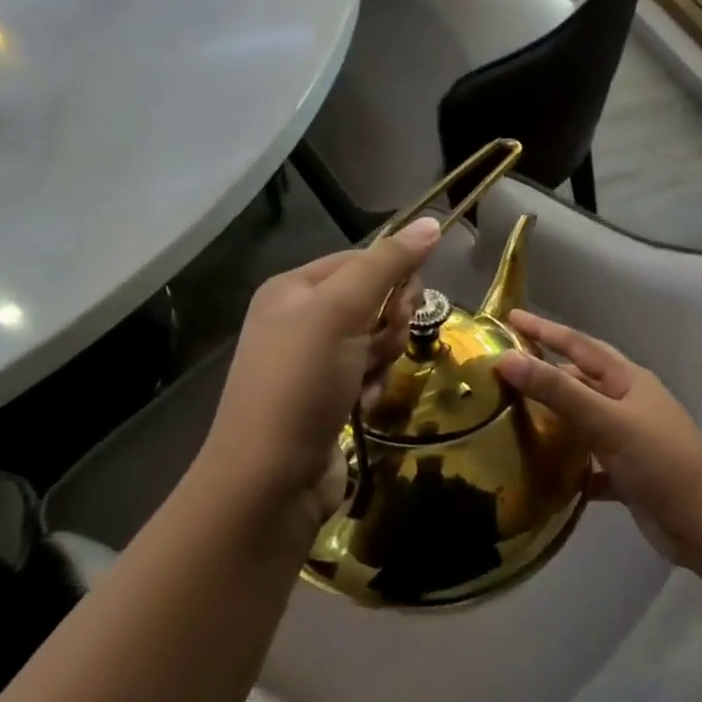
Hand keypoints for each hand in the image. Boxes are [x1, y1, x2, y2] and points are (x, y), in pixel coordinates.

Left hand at [194, 217, 442, 539]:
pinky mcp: (327, 398)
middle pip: (373, 300)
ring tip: (367, 380)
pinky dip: (373, 387)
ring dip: (383, 357)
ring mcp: (313, 362)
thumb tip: (432, 221)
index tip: (407, 302)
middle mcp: (300, 319)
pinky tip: (362, 405)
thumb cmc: (302, 381)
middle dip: (389, 322)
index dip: (393, 276)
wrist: (270, 479)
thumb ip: (387, 264)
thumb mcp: (342, 311)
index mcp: (293, 288)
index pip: (362, 260)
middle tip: (380, 345)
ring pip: (377, 339)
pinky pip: (369, 374)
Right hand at [492, 311, 701, 567]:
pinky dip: (567, 463)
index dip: (545, 330)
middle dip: (547, 370)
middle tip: (506, 367)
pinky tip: (541, 470)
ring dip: (554, 417)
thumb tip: (506, 358)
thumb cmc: (657, 460)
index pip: (579, 345)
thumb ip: (558, 391)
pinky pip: (588, 461)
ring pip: (582, 420)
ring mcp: (629, 439)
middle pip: (580, 379)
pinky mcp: (626, 474)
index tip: (510, 317)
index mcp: (628, 380)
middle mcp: (628, 403)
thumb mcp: (606, 420)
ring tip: (513, 415)